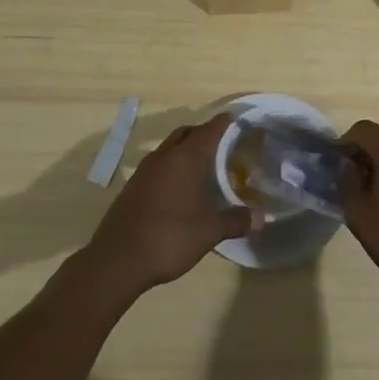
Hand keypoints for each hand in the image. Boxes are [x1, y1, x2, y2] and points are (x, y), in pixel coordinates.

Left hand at [83, 115, 250, 296]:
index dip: (225, 122)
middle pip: (187, 133)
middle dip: (204, 134)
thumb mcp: (209, 232)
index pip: (210, 129)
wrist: (117, 260)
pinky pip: (158, 164)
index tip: (238, 119)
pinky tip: (179, 188)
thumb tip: (260, 218)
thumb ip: (235, 221)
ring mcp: (145, 170)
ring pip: (170, 147)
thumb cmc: (169, 237)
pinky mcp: (133, 186)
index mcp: (185, 158)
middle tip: (224, 144)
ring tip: (203, 166)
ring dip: (186, 150)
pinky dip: (172, 166)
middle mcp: (164, 156)